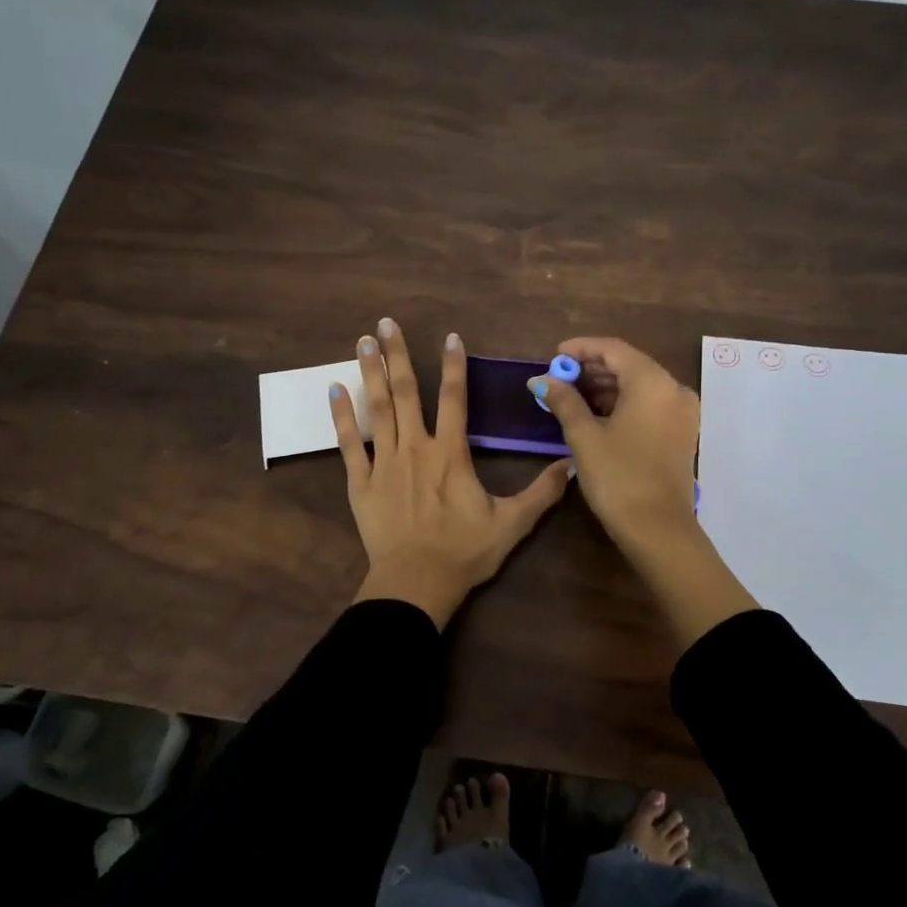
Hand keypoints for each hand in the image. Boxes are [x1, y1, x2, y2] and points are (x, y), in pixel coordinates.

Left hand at [331, 319, 572, 627]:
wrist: (416, 584)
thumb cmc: (464, 552)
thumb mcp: (512, 524)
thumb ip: (542, 493)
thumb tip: (572, 465)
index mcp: (451, 454)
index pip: (455, 399)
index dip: (454, 366)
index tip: (449, 336)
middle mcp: (415, 448)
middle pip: (406, 393)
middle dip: (397, 355)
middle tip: (384, 323)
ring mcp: (384, 463)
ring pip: (377, 409)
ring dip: (371, 373)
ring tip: (362, 342)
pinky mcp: (360, 482)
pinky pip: (348, 444)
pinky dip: (341, 416)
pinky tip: (334, 390)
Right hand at [532, 337, 755, 644]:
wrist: (658, 529)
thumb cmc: (618, 477)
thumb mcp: (584, 436)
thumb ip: (564, 401)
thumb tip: (541, 380)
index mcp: (653, 383)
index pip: (614, 350)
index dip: (582, 348)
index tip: (554, 355)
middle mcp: (673, 389)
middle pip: (629, 365)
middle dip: (592, 368)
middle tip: (558, 378)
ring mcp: (682, 412)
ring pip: (639, 385)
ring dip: (605, 386)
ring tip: (570, 395)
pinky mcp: (681, 432)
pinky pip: (649, 404)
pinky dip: (622, 403)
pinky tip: (595, 413)